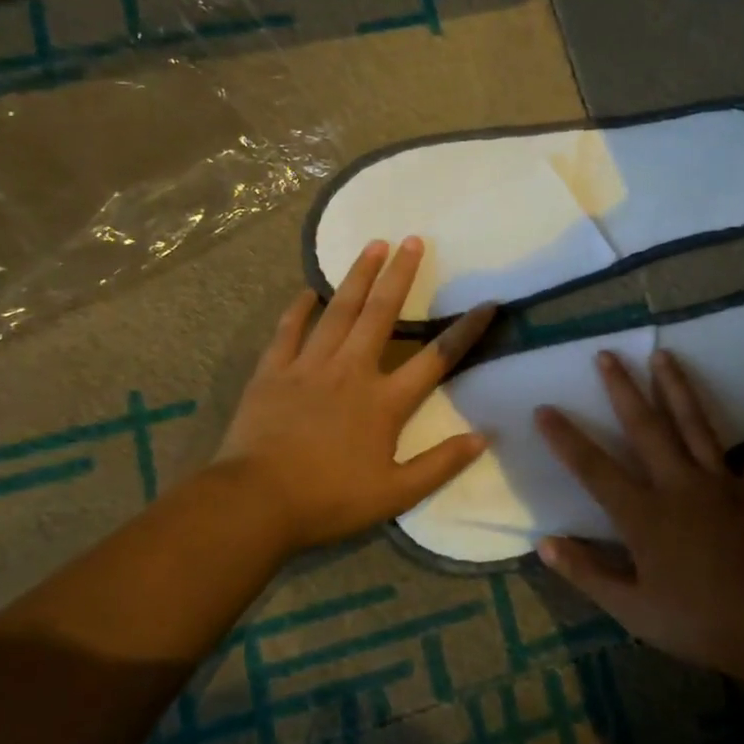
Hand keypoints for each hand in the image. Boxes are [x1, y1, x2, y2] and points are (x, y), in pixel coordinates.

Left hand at [215, 237, 494, 554]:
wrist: (255, 503)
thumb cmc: (329, 499)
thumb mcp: (395, 494)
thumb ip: (441, 464)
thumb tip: (483, 437)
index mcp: (384, 401)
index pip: (436, 358)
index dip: (465, 331)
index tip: (488, 304)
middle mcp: (351, 371)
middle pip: (382, 314)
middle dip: (401, 275)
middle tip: (413, 240)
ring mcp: (309, 366)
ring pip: (339, 311)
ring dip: (358, 277)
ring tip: (373, 245)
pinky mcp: (273, 371)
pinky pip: (289, 330)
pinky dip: (299, 308)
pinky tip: (308, 289)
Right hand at [533, 348, 743, 683]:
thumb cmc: (697, 623)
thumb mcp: (632, 610)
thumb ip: (587, 574)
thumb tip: (544, 544)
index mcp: (644, 514)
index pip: (594, 469)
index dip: (566, 438)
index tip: (544, 408)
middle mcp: (679, 485)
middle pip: (645, 428)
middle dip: (623, 389)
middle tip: (607, 354)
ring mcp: (722, 484)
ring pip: (696, 425)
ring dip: (678, 388)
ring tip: (664, 354)